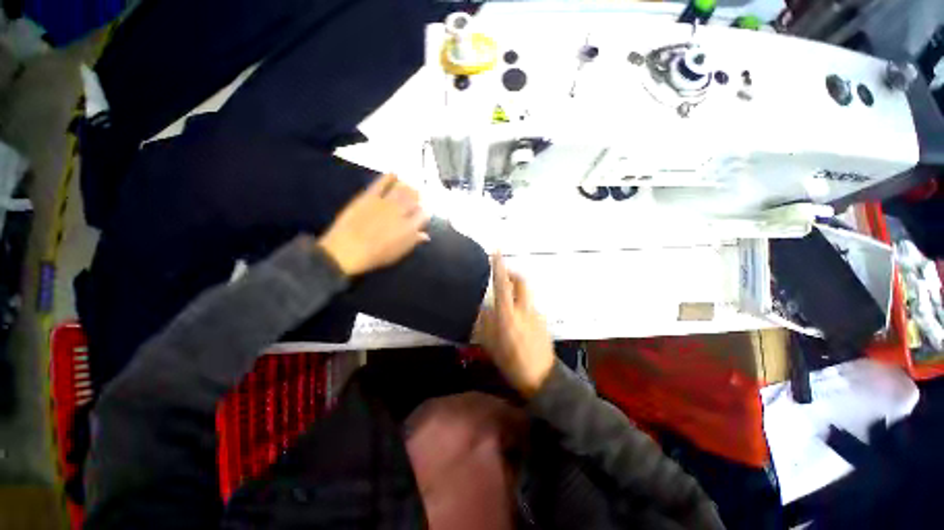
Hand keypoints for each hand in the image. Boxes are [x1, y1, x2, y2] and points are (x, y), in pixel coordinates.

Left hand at [318, 174, 429, 276]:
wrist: (348, 249)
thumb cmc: (376, 255)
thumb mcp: (399, 252)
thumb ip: (414, 241)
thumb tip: (425, 235)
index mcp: (409, 227)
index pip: (423, 214)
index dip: (426, 211)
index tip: (425, 211)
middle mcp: (401, 212)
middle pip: (414, 199)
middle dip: (419, 196)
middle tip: (419, 194)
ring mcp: (385, 202)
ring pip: (401, 189)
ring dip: (408, 186)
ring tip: (410, 185)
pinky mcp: (370, 196)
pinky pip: (382, 183)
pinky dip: (389, 177)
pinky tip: (394, 173)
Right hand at [475, 253, 554, 397]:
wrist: (542, 378)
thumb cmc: (512, 363)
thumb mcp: (491, 345)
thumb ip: (485, 324)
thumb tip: (482, 307)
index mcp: (509, 315)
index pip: (503, 285)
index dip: (499, 267)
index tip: (497, 251)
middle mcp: (524, 310)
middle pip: (521, 282)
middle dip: (512, 274)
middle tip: (503, 276)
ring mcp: (536, 314)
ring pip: (526, 294)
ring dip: (517, 292)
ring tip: (507, 304)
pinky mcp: (543, 320)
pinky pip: (530, 306)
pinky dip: (522, 306)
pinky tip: (518, 321)